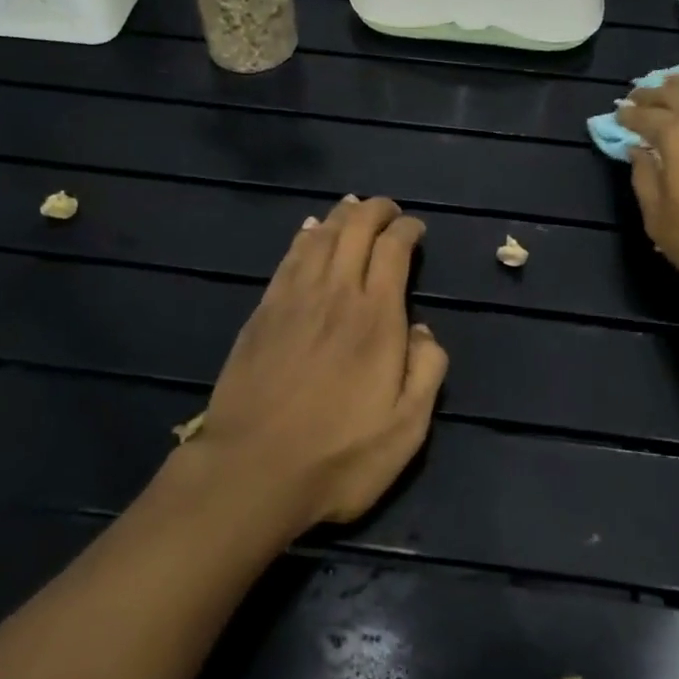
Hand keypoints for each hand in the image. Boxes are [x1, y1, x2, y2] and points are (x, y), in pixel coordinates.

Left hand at [191, 195, 447, 533]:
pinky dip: (304, 236)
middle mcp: (336, 293)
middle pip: (355, 229)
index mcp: (376, 317)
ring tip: (352, 207)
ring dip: (340, 216)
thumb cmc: (338, 456)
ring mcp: (294, 298)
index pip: (393, 249)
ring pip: (321, 237)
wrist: (252, 471)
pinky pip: (288, 257)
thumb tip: (425, 330)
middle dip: (375, 210)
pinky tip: (309, 230)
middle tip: (388, 209)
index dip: (406, 230)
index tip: (415, 229)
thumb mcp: (406, 429)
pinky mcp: (264, 311)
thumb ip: (427, 372)